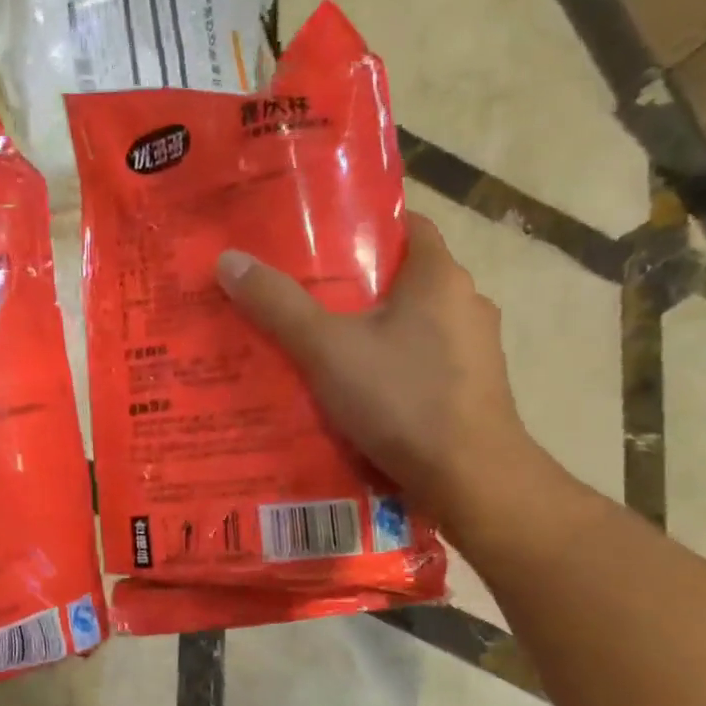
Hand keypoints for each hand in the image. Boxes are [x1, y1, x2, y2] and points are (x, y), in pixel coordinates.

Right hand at [216, 210, 550, 539]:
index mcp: (439, 276)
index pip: (406, 227)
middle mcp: (467, 303)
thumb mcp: (328, 350)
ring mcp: (476, 350)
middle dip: (358, 289)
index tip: (320, 245)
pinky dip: (394, 369)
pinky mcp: (473, 390)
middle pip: (405, 280)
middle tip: (305, 301)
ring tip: (324, 351)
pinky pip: (424, 364)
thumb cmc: (402, 398)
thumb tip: (230, 260)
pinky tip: (359, 393)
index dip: (363, 229)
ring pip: (415, 327)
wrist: (471, 478)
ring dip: (376, 334)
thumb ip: (279, 306)